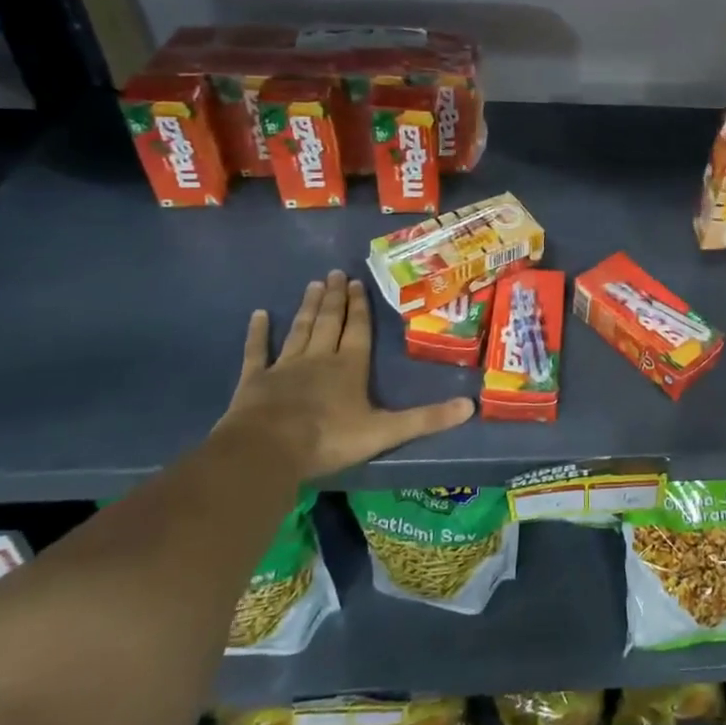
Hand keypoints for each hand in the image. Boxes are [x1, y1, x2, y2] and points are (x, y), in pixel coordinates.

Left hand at [218, 271, 472, 480]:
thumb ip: (426, 418)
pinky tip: (258, 315)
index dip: (359, 307)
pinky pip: (258, 352)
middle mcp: (319, 358)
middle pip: (330, 322)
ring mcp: (285, 367)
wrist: (267, 451)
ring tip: (313, 284)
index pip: (358, 330)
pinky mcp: (254, 381)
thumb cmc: (328, 439)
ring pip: (300, 330)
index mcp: (350, 367)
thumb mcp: (385, 432)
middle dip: (335, 298)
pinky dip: (258, 333)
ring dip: (308, 308)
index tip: (357, 282)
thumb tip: (471, 405)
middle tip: (335, 273)